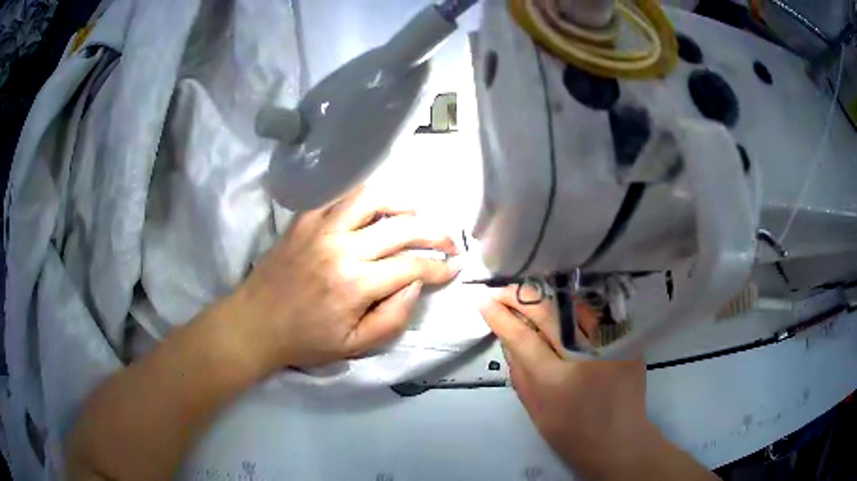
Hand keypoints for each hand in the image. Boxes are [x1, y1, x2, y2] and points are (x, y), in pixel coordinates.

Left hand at [231, 187, 459, 370]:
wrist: (255, 322)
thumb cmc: (305, 340)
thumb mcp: (354, 346)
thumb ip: (393, 318)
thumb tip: (416, 285)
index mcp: (355, 284)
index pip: (412, 265)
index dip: (440, 266)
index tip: (454, 267)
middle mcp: (342, 248)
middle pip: (401, 228)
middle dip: (435, 233)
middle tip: (449, 241)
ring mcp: (321, 228)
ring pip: (372, 198)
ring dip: (402, 203)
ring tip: (416, 213)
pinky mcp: (305, 219)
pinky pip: (341, 196)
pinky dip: (366, 197)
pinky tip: (376, 208)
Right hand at [479, 287, 713, 479]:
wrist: (620, 442)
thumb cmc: (572, 435)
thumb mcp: (536, 411)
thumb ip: (519, 374)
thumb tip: (506, 338)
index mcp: (556, 382)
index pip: (522, 338)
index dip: (500, 316)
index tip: (484, 302)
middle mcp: (585, 357)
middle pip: (547, 313)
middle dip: (519, 297)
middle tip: (501, 291)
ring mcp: (610, 345)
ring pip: (574, 306)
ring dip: (546, 296)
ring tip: (527, 292)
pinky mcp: (627, 342)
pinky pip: (595, 316)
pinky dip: (574, 307)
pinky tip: (560, 303)